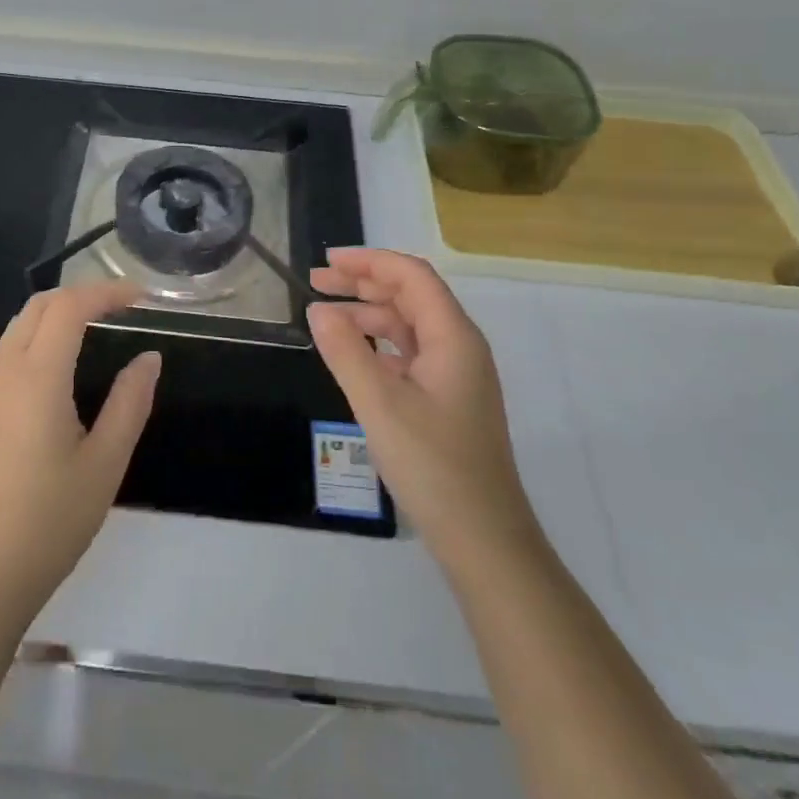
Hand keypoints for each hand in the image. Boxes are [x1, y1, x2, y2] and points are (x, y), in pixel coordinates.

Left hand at [0, 281, 159, 631]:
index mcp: (38, 378)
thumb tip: (149, 358)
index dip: (106, 292)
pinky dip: (42, 336)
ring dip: (58, 313)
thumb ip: (130, 403)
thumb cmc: (51, 521)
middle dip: (81, 294)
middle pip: (38, 306)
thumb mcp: (105, 463)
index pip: (69, 308)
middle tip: (122, 307)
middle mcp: (7, 374)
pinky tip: (67, 366)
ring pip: (20, 327)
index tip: (142, 298)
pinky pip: (11, 352)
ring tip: (99, 327)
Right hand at [307, 249, 536, 570]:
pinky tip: (351, 355)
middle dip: (363, 284)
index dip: (369, 261)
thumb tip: (318, 309)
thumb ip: (345, 352)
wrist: (482, 537)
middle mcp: (459, 347)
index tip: (326, 262)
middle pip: (410, 296)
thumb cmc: (433, 465)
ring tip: (324, 317)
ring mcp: (455, 375)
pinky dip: (377, 345)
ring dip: (367, 315)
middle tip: (315, 283)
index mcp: (453, 337)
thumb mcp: (379, 404)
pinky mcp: (446, 399)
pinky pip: (408, 354)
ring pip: (408, 326)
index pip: (411, 276)